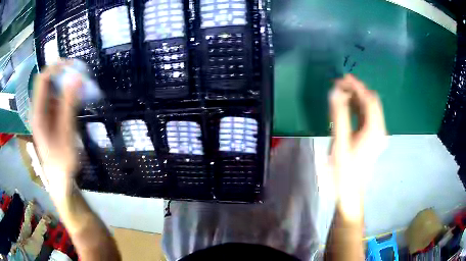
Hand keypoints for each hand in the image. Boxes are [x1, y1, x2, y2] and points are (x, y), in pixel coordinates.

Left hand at [32, 61, 80, 201]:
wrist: (60, 179)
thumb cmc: (62, 161)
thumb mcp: (66, 134)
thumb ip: (69, 105)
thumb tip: (77, 78)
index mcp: (37, 113)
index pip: (43, 79)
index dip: (56, 67)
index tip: (74, 65)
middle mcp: (38, 109)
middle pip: (47, 81)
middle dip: (62, 74)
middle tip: (79, 74)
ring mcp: (43, 113)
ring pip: (52, 89)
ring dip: (65, 83)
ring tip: (80, 86)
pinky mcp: (48, 116)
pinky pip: (56, 98)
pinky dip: (66, 94)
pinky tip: (75, 98)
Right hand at [329, 74, 386, 219]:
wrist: (350, 191)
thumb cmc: (344, 170)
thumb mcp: (340, 142)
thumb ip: (338, 115)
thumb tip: (335, 91)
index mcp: (375, 129)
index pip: (369, 100)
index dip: (357, 86)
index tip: (343, 77)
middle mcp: (380, 129)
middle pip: (371, 102)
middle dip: (357, 90)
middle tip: (339, 85)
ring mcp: (377, 134)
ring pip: (369, 109)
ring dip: (356, 98)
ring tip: (340, 92)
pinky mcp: (372, 138)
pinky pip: (367, 117)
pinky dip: (357, 109)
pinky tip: (347, 106)